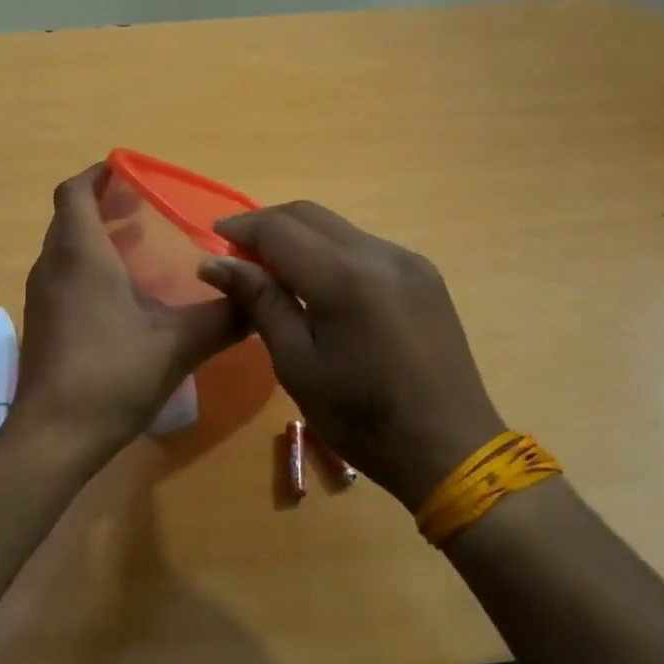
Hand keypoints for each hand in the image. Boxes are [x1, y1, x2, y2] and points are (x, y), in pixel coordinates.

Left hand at [11, 164, 245, 468]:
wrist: (53, 438)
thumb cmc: (111, 376)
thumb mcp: (178, 344)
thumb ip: (224, 317)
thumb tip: (261, 296)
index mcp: (80, 255)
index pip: (75, 192)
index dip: (99, 174)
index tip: (129, 170)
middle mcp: (53, 266)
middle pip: (70, 216)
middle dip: (103, 203)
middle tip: (144, 204)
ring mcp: (43, 296)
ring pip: (65, 246)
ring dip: (96, 235)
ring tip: (139, 241)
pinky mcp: (44, 322)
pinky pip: (64, 273)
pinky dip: (89, 264)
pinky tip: (123, 292)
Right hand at [198, 202, 502, 510]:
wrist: (450, 448)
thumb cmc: (362, 418)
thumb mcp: (298, 364)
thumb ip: (260, 301)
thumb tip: (214, 263)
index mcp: (344, 277)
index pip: (279, 228)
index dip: (241, 228)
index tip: (213, 242)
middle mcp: (378, 253)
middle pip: (309, 215)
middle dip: (267, 225)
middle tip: (237, 254)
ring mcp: (407, 259)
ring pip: (338, 227)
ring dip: (299, 237)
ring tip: (273, 270)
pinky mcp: (423, 273)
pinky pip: (363, 246)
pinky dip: (330, 252)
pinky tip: (319, 283)